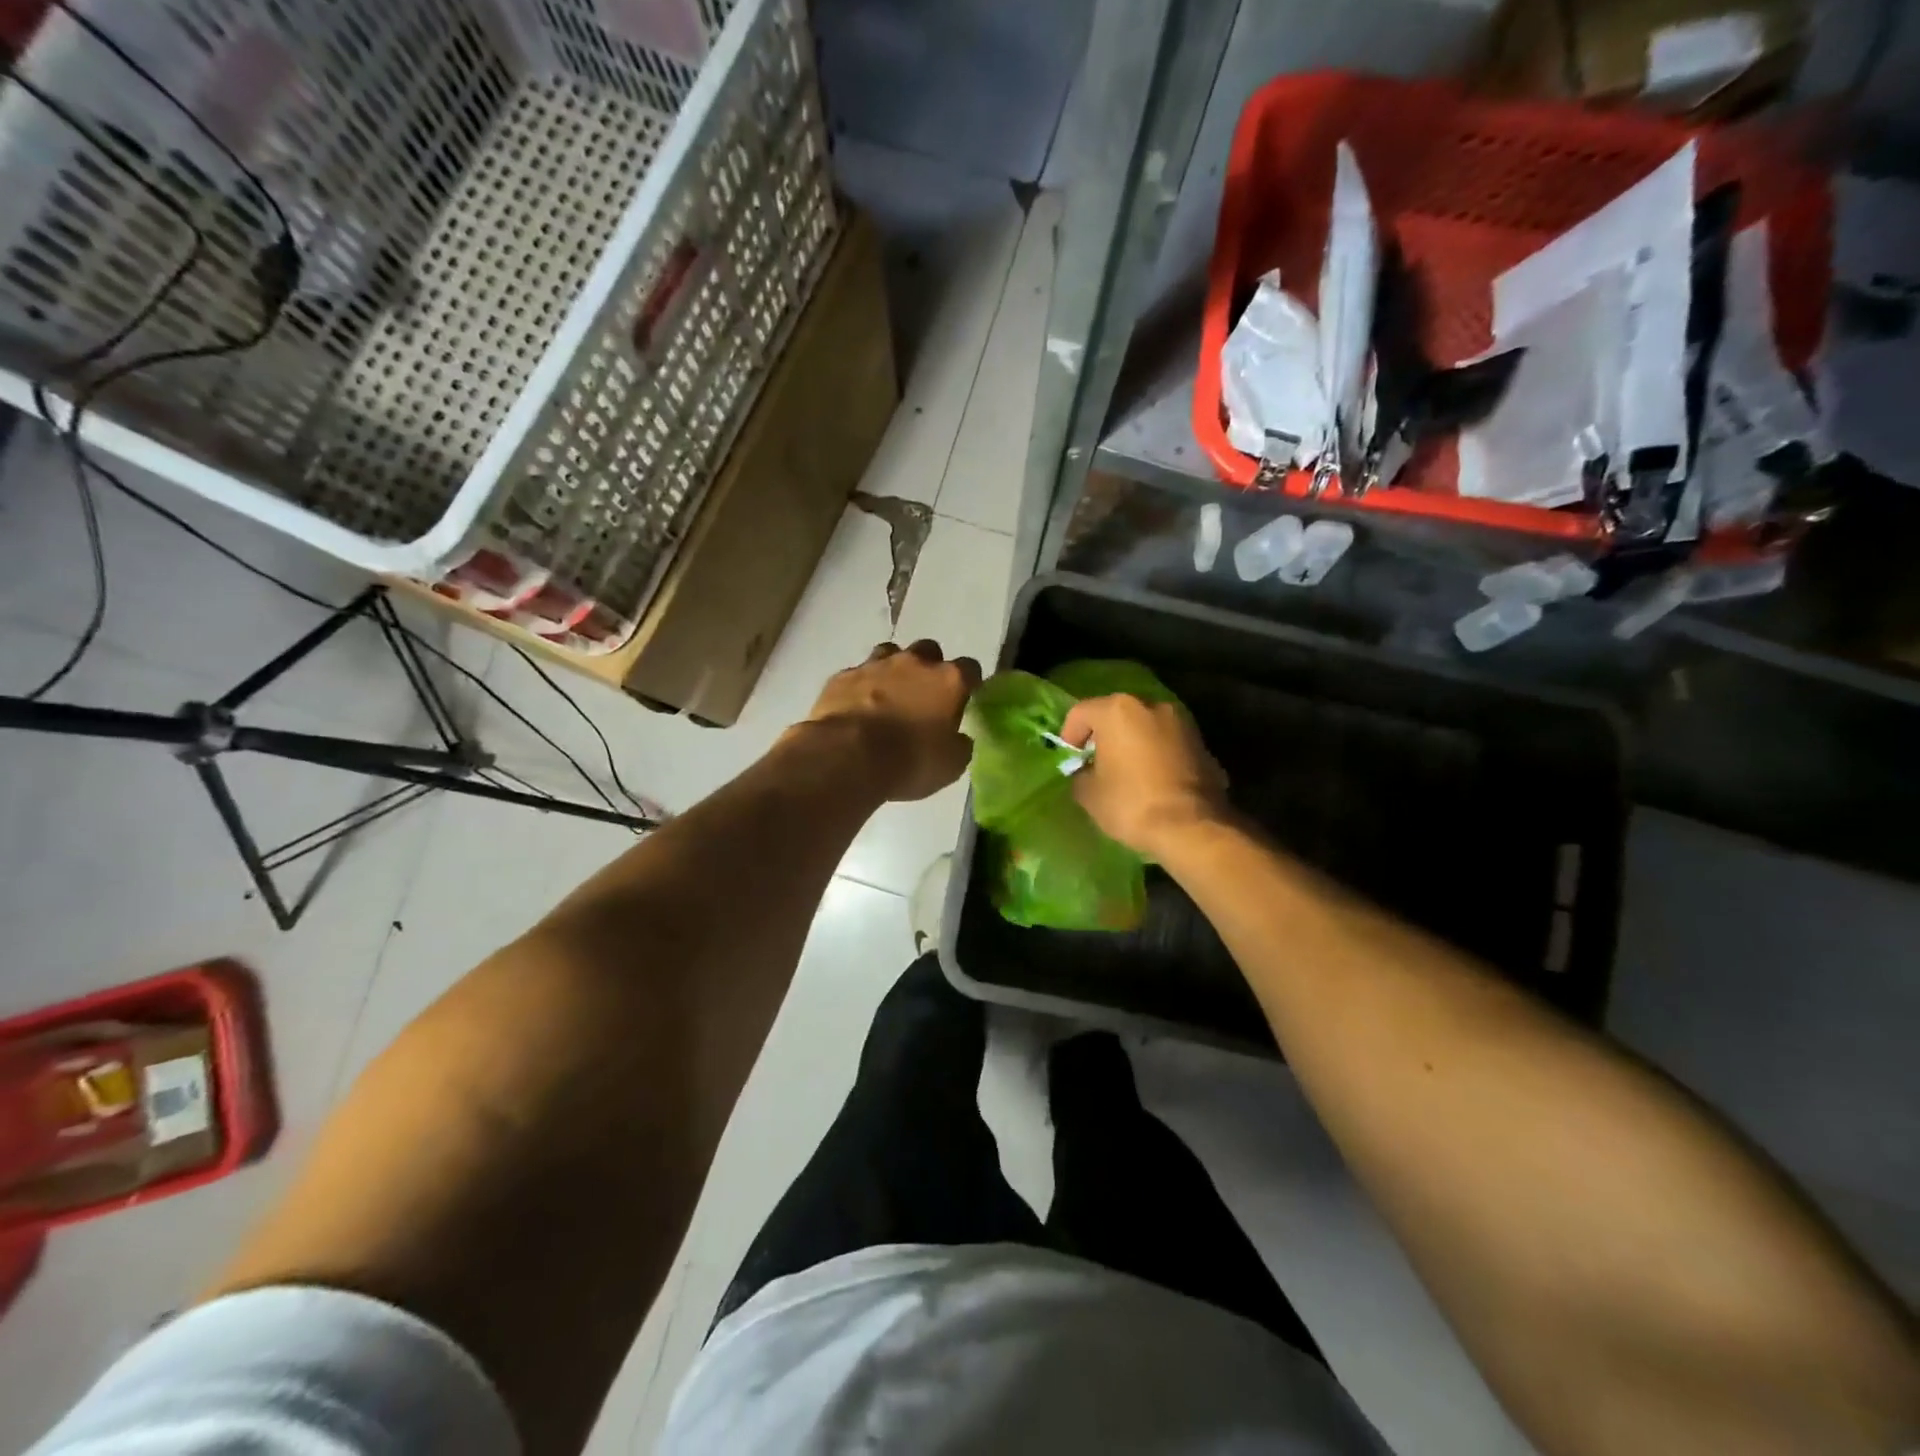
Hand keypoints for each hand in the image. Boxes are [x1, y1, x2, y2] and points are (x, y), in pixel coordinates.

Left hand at [803, 641, 981, 801]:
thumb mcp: (950, 765)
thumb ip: (959, 745)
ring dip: (894, 670)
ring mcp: (875, 665)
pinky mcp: (843, 676)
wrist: (848, 757)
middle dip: (929, 668)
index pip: (970, 668)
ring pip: (890, 653)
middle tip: (924, 695)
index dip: (968, 682)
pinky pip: (858, 674)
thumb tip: (958, 738)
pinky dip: (861, 686)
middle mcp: (914, 663)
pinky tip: (858, 706)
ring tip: (889, 694)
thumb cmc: (909, 762)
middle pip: (929, 651)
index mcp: (948, 681)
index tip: (965, 697)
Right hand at [1060, 694, 1228, 856]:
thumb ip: (1081, 774)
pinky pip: (1168, 744)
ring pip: (1146, 727)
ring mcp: (1182, 722)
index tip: (1070, 761)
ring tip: (1126, 773)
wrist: (1191, 827)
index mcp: (1118, 710)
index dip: (1069, 736)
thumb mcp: (1088, 793)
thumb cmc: (1130, 804)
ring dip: (1133, 744)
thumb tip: (1088, 772)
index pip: (1081, 712)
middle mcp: (1152, 705)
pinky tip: (1153, 781)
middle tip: (1095, 764)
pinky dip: (1156, 755)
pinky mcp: (1202, 743)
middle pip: (1116, 715)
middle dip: (1104, 736)